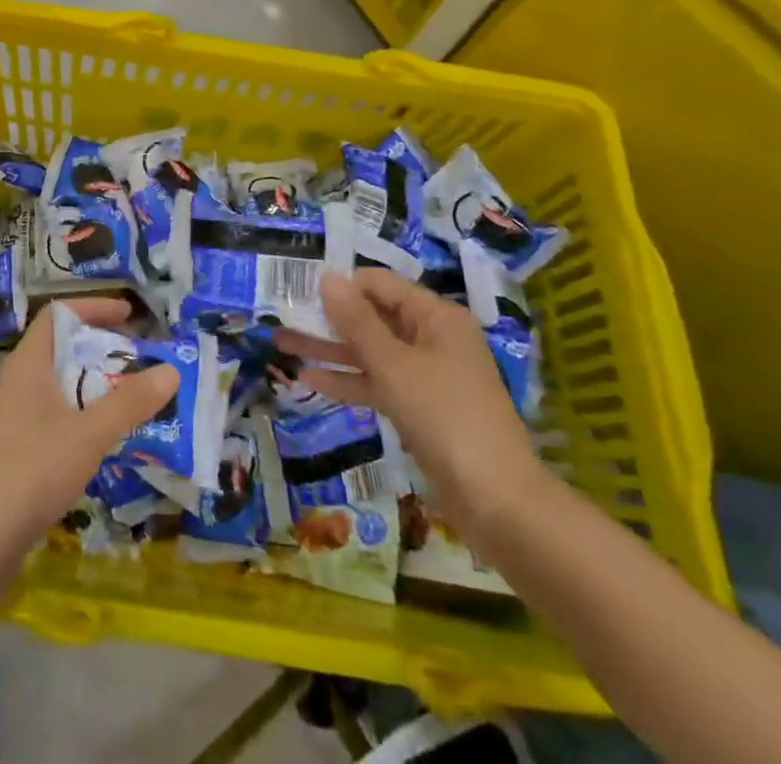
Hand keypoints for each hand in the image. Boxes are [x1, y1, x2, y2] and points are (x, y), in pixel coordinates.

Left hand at [0, 298, 177, 564]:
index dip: (93, 308)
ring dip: (92, 387)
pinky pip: (52, 415)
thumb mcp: (88, 434)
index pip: (58, 314)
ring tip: (129, 399)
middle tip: (138, 361)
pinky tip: (102, 440)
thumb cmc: (31, 470)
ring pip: (57, 385)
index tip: (130, 316)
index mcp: (27, 363)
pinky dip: (80, 416)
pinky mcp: (12, 449)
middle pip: (60, 348)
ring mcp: (11, 416)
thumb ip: (129, 403)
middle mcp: (16, 381)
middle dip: (100, 350)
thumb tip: (170, 370)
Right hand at [276, 269, 545, 541]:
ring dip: (330, 350)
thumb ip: (357, 321)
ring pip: (370, 352)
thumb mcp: (394, 364)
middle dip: (328, 319)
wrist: (498, 502)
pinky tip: (310, 380)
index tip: (299, 291)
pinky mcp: (420, 407)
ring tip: (283, 345)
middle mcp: (432, 338)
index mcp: (436, 317)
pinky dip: (348, 380)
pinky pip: (378, 382)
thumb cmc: (445, 416)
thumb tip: (327, 277)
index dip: (340, 285)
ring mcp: (426, 374)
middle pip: (373, 317)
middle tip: (282, 318)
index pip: (379, 284)